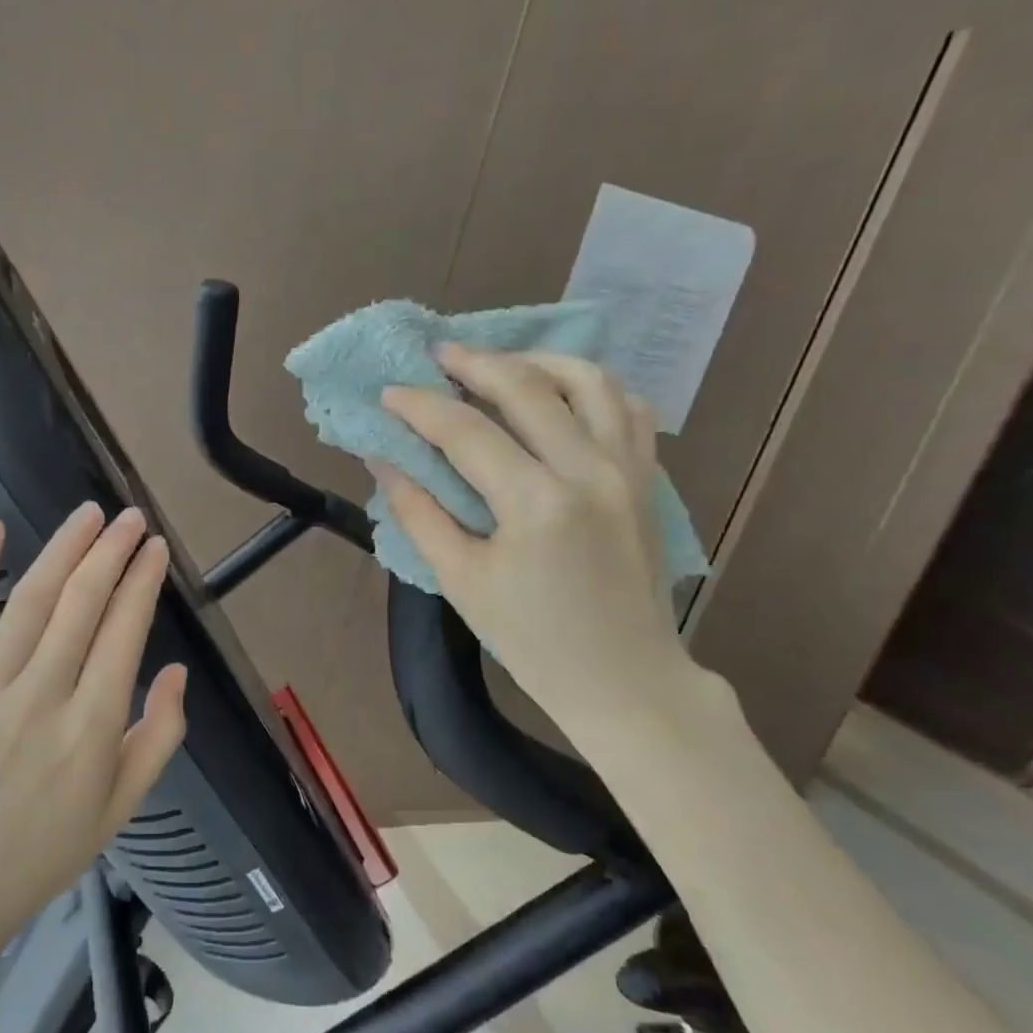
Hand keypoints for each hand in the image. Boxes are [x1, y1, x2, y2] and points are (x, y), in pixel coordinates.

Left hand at [0, 505, 187, 947]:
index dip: (143, 582)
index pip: (124, 633)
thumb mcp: (122, 808)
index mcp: (92, 731)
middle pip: (82, 605)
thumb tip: (178, 671)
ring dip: (63, 550)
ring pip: (30, 603)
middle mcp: (41, 700)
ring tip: (89, 515)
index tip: (157, 549)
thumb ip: (160, 737)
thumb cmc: (46, 850)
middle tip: (132, 517)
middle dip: (112, 552)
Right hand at [376, 346, 688, 724]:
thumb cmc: (531, 639)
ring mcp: (628, 468)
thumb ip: (418, 513)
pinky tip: (558, 392)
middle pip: (527, 387)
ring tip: (498, 363)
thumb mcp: (460, 580)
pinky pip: (626, 406)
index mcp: (536, 503)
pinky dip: (589, 386)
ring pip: (588, 380)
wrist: (624, 677)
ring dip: (536, 361)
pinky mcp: (647, 477)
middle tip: (438, 354)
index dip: (420, 406)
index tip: (389, 392)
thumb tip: (385, 460)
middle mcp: (589, 470)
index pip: (466, 431)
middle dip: (474, 362)